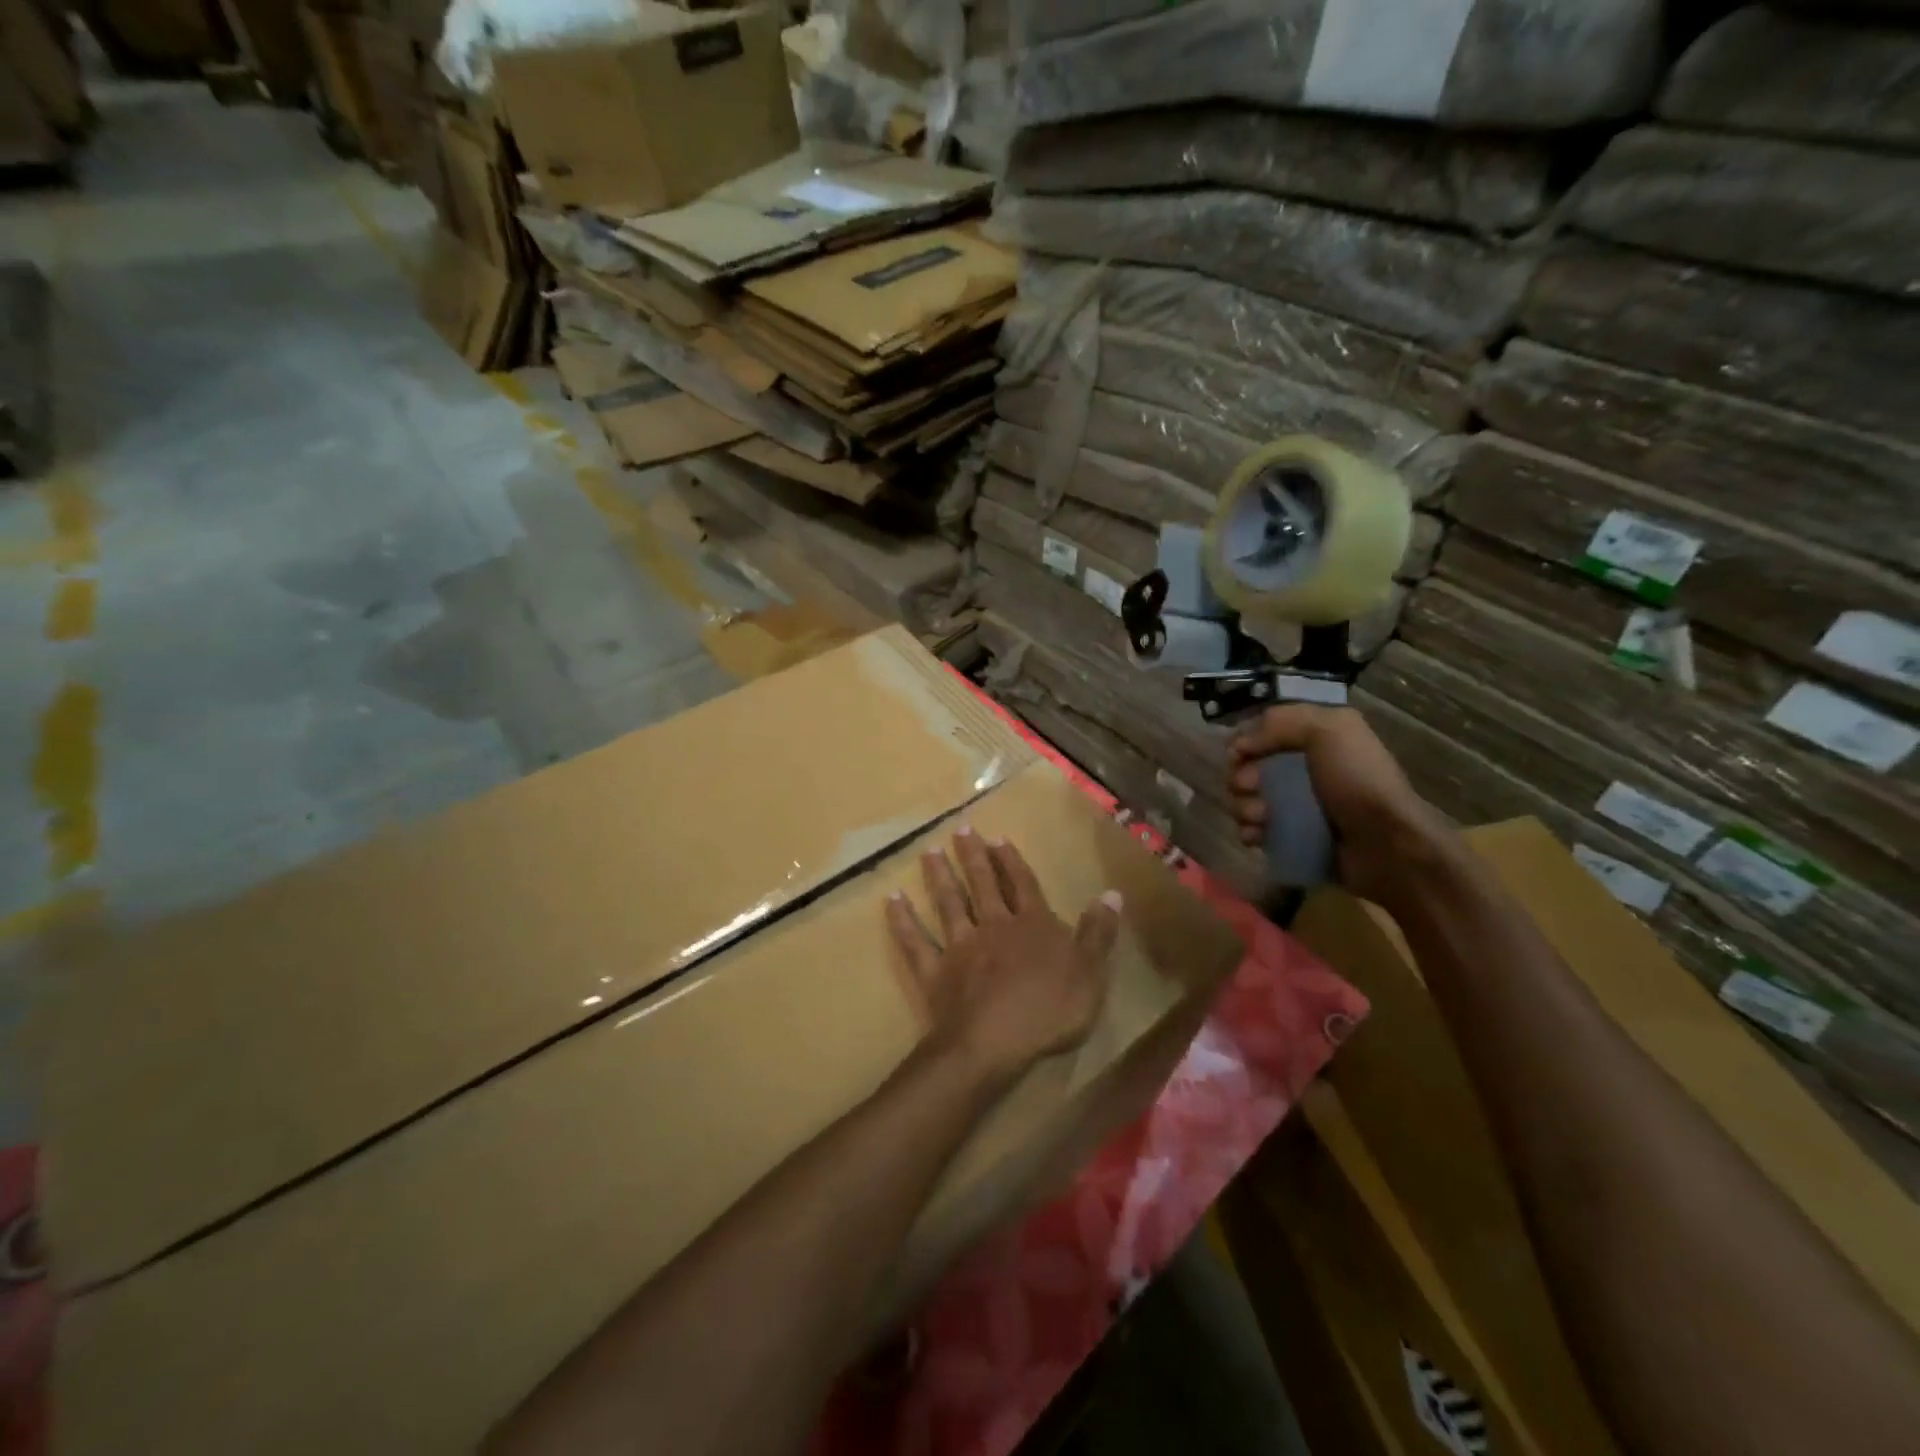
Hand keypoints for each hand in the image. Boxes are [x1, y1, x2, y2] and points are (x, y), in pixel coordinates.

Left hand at [886, 827, 1121, 1084]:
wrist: (994, 1042)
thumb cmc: (1049, 1010)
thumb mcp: (1091, 973)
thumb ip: (1099, 932)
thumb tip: (1112, 893)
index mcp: (1032, 926)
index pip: (1023, 885)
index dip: (1012, 861)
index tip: (998, 838)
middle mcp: (994, 926)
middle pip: (983, 885)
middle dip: (973, 857)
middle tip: (960, 830)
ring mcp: (960, 947)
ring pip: (949, 904)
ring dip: (939, 877)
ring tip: (928, 851)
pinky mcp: (934, 972)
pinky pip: (916, 942)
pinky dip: (903, 921)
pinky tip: (892, 900)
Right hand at [1226, 704, 1456, 908]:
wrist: (1388, 846)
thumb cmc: (1358, 782)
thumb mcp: (1330, 730)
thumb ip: (1282, 723)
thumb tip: (1238, 745)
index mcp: (1318, 739)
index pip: (1264, 732)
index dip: (1245, 742)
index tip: (1239, 756)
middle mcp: (1307, 769)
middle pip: (1251, 767)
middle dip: (1241, 778)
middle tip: (1249, 788)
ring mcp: (1300, 806)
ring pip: (1249, 800)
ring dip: (1243, 807)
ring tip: (1259, 818)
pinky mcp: (1295, 837)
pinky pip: (1258, 830)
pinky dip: (1250, 832)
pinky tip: (1256, 837)